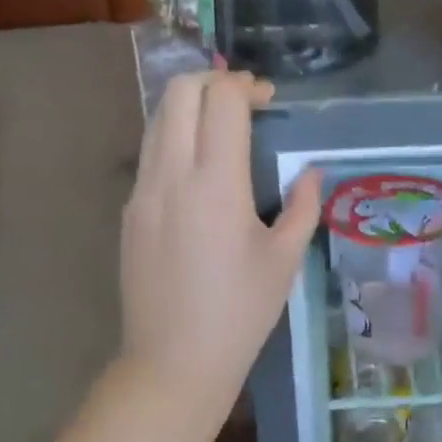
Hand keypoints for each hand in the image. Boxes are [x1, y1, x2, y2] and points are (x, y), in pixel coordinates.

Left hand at [120, 72, 320, 412]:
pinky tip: (199, 169)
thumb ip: (302, 207)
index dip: (246, 86)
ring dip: (189, 107)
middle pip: (179, 92)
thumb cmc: (240, 314)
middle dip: (213, 80)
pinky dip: (174, 137)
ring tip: (222, 127)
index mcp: (216, 185)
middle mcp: (171, 176)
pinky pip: (149, 153)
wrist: (174, 361)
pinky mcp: (129, 212)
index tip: (268, 99)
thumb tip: (312, 173)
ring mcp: (142, 192)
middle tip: (244, 100)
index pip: (221, 101)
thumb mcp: (284, 261)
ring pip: (157, 118)